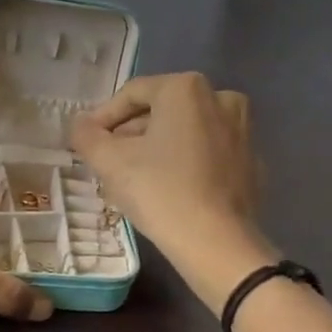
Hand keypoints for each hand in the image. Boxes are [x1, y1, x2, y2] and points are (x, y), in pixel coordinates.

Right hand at [70, 73, 275, 301]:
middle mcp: (221, 99)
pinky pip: (207, 153)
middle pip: (161, 110)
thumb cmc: (159, 191)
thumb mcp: (109, 162)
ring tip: (134, 176)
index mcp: (186, 89)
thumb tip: (80, 125)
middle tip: (107, 160)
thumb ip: (87, 136)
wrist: (216, 242)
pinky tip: (168, 189)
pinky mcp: (252, 163)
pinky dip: (185, 163)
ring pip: (186, 131)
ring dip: (156, 147)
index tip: (87, 142)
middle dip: (131, 133)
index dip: (103, 117)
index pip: (132, 94)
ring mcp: (243, 131)